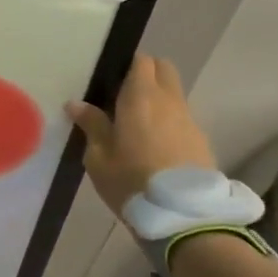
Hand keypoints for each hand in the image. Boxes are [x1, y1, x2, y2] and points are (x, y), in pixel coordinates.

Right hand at [66, 55, 217, 217]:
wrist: (183, 215)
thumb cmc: (131, 181)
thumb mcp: (99, 157)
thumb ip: (91, 125)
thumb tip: (76, 104)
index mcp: (140, 97)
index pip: (141, 61)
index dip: (127, 65)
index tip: (111, 80)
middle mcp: (168, 100)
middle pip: (164, 69)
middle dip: (146, 73)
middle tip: (124, 95)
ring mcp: (189, 119)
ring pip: (174, 93)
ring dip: (158, 99)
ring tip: (137, 123)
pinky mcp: (201, 140)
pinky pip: (182, 117)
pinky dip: (168, 121)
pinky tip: (155, 144)